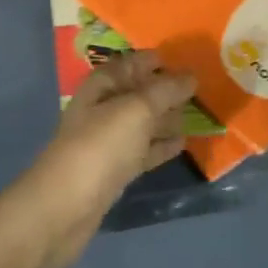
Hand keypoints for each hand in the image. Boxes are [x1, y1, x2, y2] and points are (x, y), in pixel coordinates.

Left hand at [0, 50, 195, 267]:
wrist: (64, 208)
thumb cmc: (99, 148)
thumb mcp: (136, 111)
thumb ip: (165, 90)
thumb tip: (191, 75)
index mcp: (102, 85)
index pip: (132, 63)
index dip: (156, 60)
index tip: (189, 60)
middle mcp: (103, 108)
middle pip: (139, 92)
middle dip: (166, 89)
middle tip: (202, 88)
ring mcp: (108, 141)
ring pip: (143, 122)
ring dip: (167, 117)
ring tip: (199, 113)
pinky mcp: (114, 170)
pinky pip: (143, 150)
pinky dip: (161, 145)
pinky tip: (183, 143)